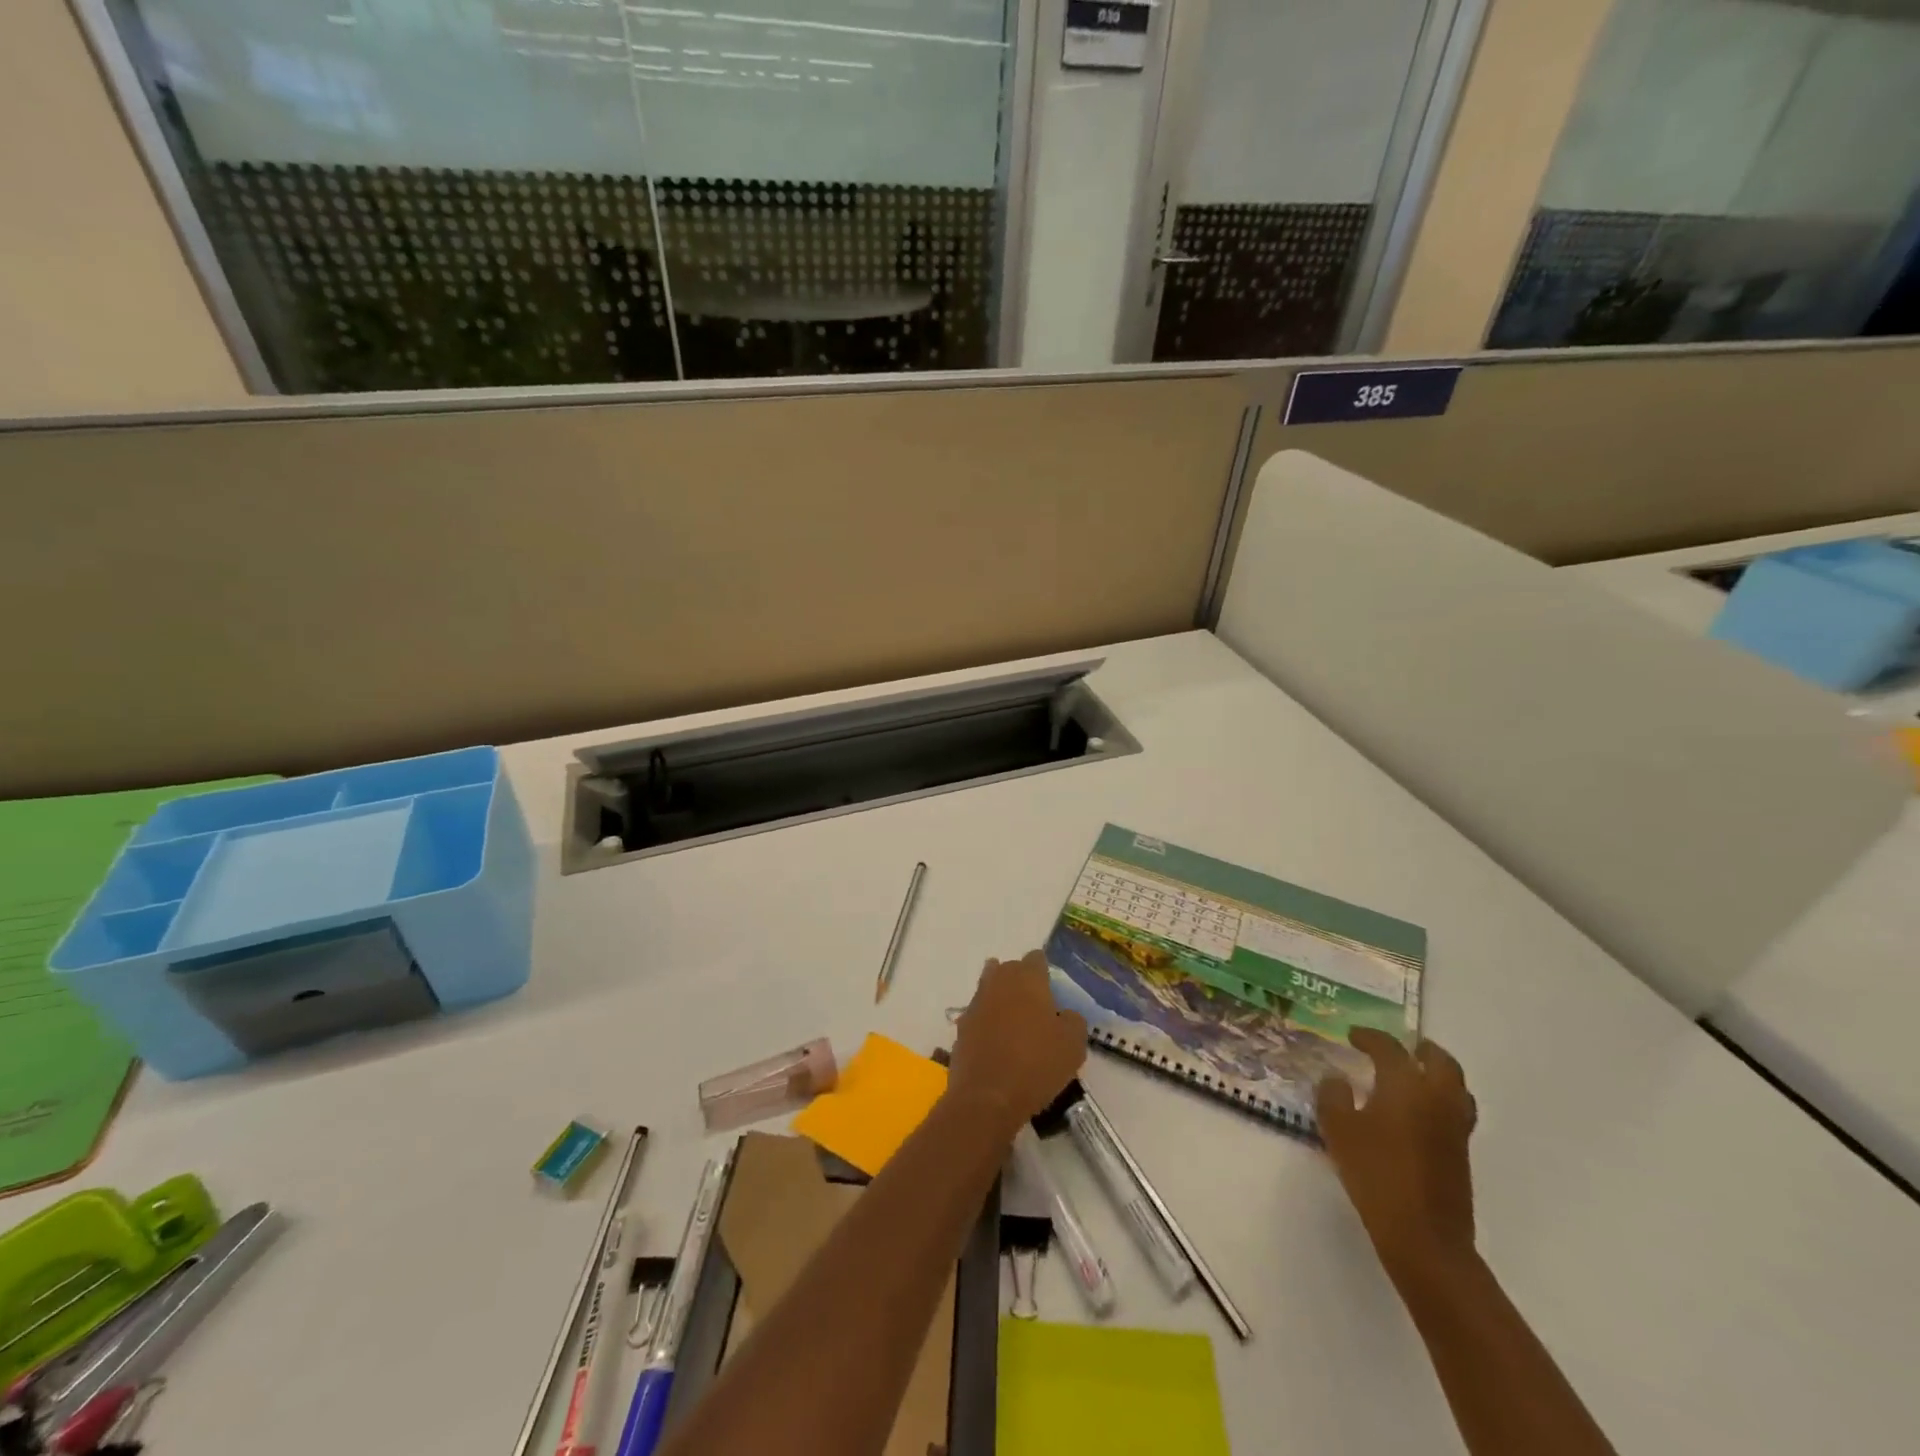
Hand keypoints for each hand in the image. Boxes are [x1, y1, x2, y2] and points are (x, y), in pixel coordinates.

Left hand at [948, 951, 1086, 1137]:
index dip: (1045, 971)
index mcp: (1027, 978)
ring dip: (1001, 999)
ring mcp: (976, 1004)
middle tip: (1035, 1003)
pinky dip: (987, 1022)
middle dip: (1020, 980)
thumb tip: (1065, 1014)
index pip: (1036, 958)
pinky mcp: (961, 1028)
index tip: (1052, 989)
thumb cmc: (1037, 1064)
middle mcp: (998, 982)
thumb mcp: (1073, 1044)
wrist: (988, 1097)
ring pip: (989, 989)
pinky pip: (978, 1015)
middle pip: (1008, 969)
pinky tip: (997, 1042)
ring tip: (1015, 1021)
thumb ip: (1073, 1020)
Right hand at [1316, 1028, 1476, 1285]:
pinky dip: (1439, 1099)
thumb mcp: (1338, 1130)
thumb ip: (1333, 1096)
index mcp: (1406, 1085)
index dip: (1369, 1037)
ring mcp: (1455, 1127)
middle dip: (1420, 1050)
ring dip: (1436, 1073)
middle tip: (1399, 1048)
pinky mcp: (1461, 1153)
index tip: (1352, 1035)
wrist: (1424, 1236)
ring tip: (1413, 1075)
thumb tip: (1337, 1079)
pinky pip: (1455, 1110)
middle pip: (1440, 1061)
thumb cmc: (1376, 1173)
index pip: (1389, 1048)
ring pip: (1455, 1086)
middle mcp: (1437, 1098)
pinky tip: (1416, 1112)